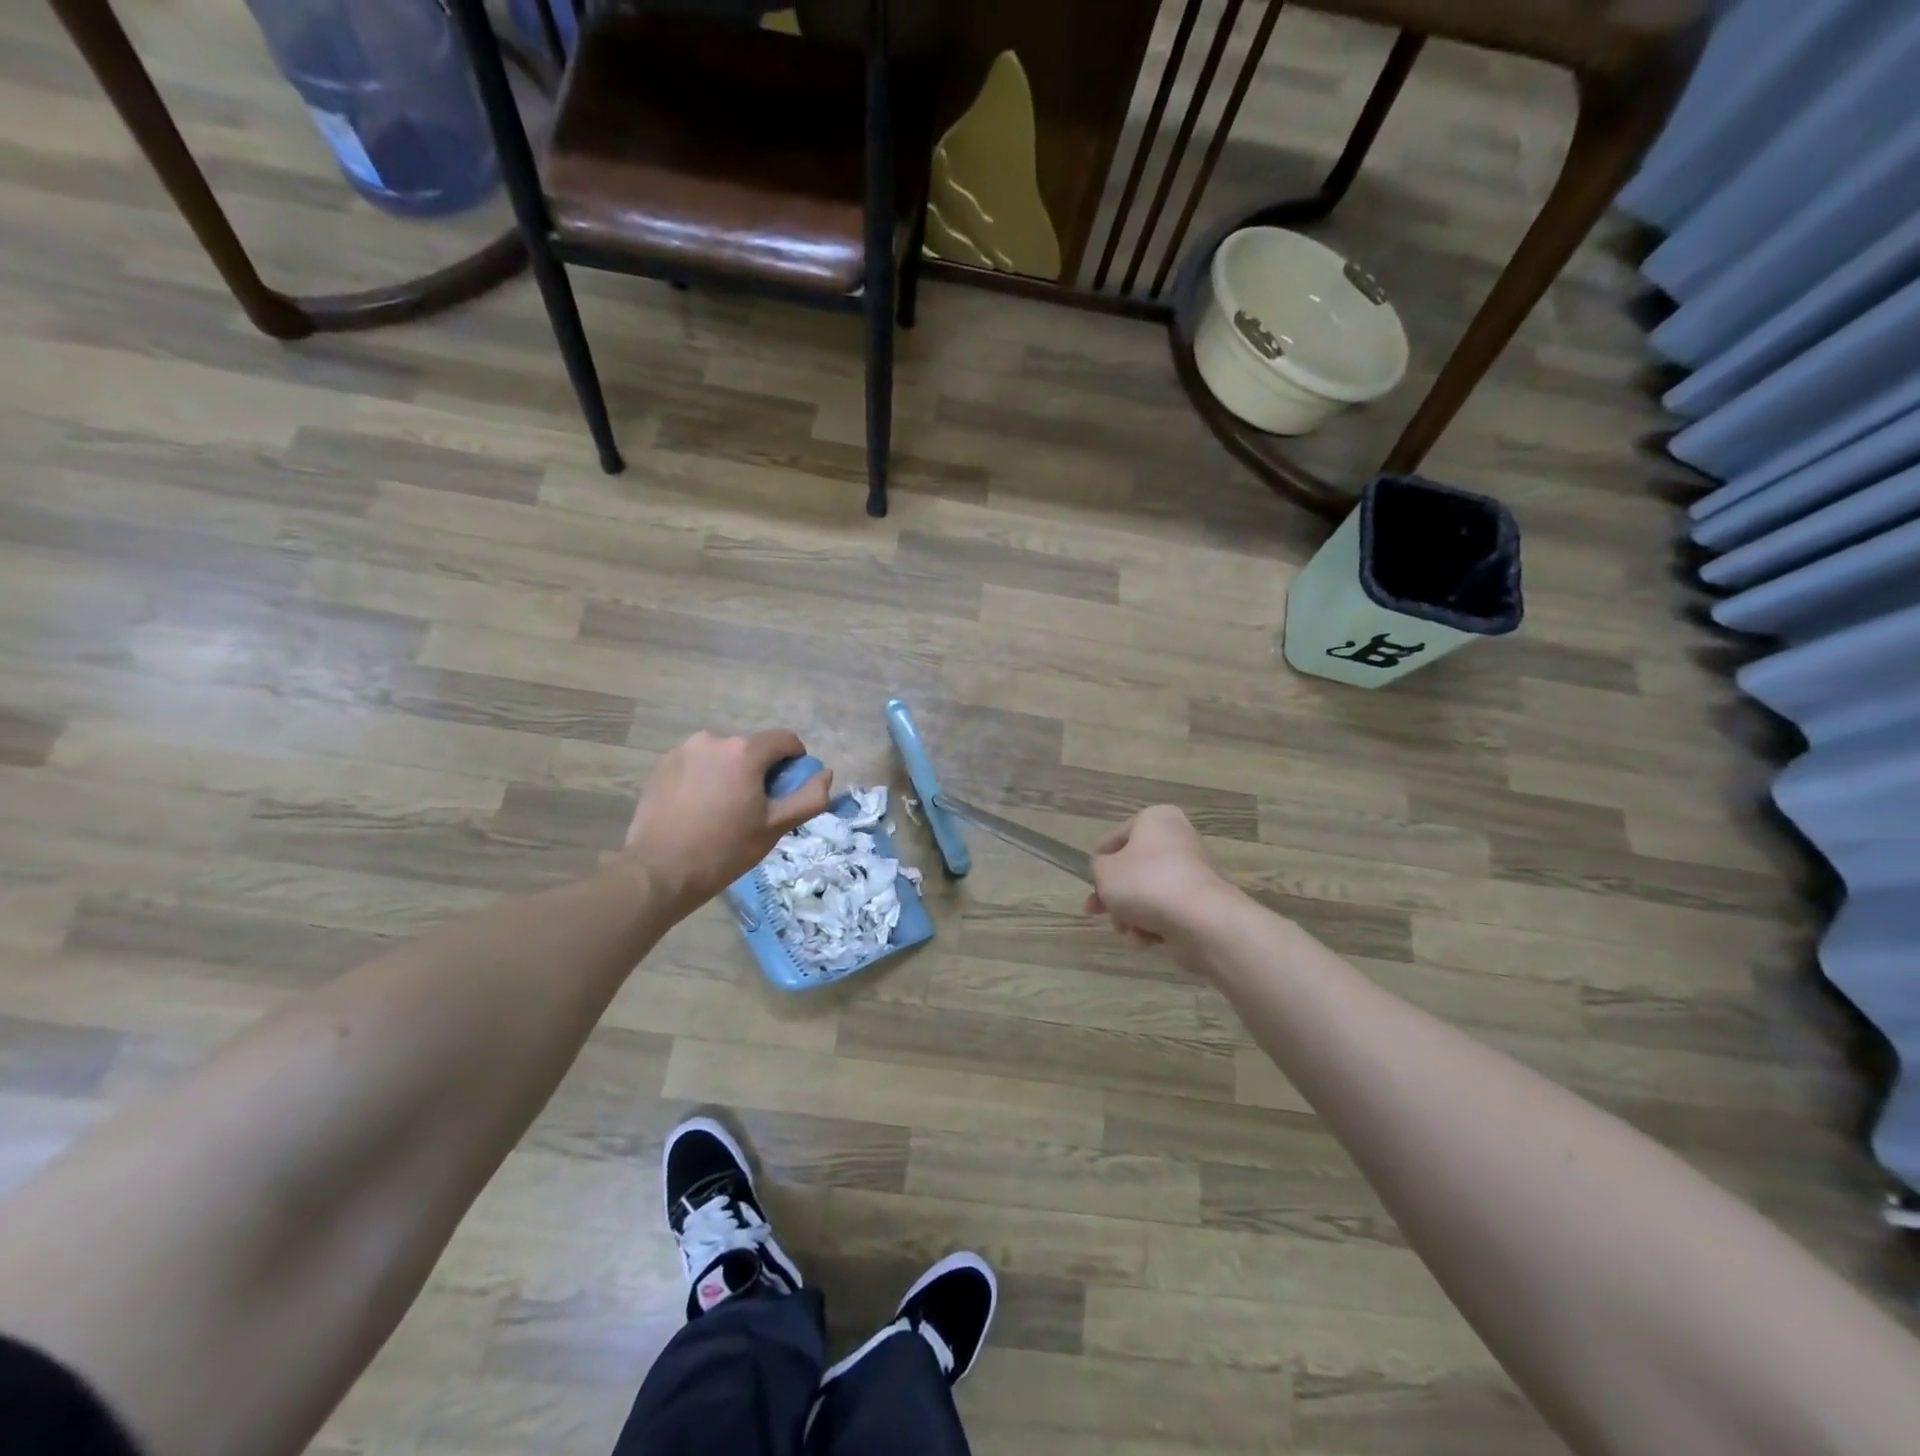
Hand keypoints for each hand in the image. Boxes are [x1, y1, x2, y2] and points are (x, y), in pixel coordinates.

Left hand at [620, 729, 832, 916]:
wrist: (659, 871)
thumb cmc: (725, 849)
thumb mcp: (776, 827)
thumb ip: (809, 797)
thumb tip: (825, 774)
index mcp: (744, 751)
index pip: (785, 740)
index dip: (795, 763)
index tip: (787, 791)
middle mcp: (713, 739)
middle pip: (752, 749)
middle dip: (760, 771)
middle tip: (754, 809)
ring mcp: (683, 750)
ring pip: (723, 756)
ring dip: (731, 774)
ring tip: (723, 811)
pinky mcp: (661, 765)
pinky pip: (697, 765)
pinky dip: (705, 779)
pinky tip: (698, 810)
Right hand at [1086, 805, 1229, 945]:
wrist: (1199, 920)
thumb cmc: (1145, 883)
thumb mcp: (1104, 871)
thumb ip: (1097, 868)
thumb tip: (1108, 873)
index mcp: (1156, 819)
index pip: (1117, 837)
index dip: (1099, 861)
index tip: (1089, 882)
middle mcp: (1178, 839)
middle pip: (1134, 868)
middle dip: (1114, 894)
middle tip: (1096, 911)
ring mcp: (1193, 872)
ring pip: (1148, 892)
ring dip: (1131, 913)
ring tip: (1126, 929)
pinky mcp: (1202, 902)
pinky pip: (1167, 910)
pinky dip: (1153, 924)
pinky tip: (1147, 938)